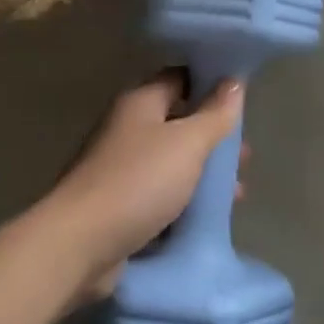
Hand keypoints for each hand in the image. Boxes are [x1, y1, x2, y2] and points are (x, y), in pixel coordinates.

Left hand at [44, 70, 245, 303]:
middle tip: (244, 156)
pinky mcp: (118, 206)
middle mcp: (127, 130)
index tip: (243, 97)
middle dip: (213, 137)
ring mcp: (120, 170)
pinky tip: (208, 216)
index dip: (211, 83)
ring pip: (172, 163)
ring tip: (236, 192)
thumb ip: (215, 113)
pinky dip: (184, 202)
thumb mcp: (188, 143)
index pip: (180, 78)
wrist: (78, 245)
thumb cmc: (138, 182)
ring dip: (203, 174)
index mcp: (140, 103)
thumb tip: (235, 81)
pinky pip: (160, 196)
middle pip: (179, 123)